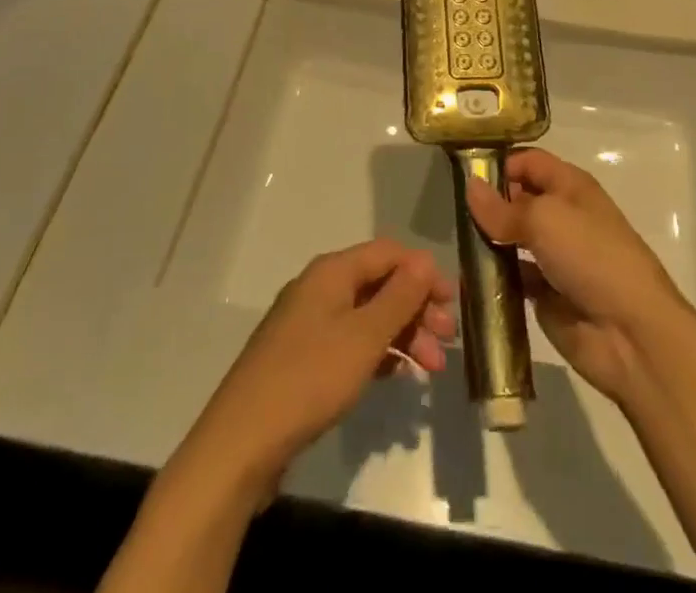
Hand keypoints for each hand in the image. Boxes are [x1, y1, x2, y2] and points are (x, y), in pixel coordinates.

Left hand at [177, 240, 455, 502]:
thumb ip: (399, 297)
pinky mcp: (303, 358)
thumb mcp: (363, 337)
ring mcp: (308, 324)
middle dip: (417, 308)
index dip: (423, 272)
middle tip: (448, 340)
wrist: (241, 443)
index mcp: (332, 272)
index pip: (388, 253)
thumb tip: (426, 260)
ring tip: (432, 369)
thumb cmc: (309, 379)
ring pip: (367, 316)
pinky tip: (397, 375)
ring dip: (403, 335)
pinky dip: (378, 354)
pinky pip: (351, 342)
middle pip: (379, 284)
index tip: (453, 302)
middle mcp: (320, 288)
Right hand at [465, 149, 690, 405]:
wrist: (631, 334)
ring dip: (486, 241)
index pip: (528, 161)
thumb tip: (470, 187)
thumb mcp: (545, 220)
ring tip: (453, 243)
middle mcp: (561, 214)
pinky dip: (491, 276)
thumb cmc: (591, 256)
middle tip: (450, 211)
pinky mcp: (545, 292)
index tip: (461, 174)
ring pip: (511, 238)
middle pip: (517, 198)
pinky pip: (511, 276)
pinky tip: (465, 279)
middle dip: (487, 203)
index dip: (498, 163)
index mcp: (569, 185)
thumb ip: (503, 208)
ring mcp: (553, 255)